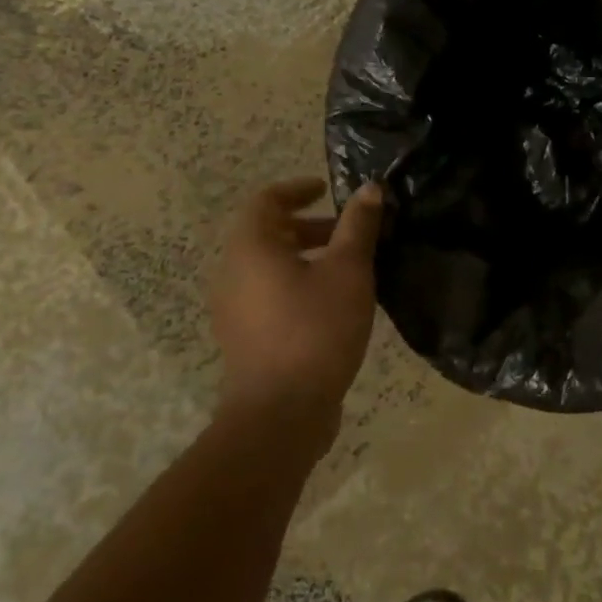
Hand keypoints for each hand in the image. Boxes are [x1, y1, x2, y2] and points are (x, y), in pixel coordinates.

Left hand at [211, 177, 383, 430]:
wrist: (280, 412)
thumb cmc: (315, 329)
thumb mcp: (348, 271)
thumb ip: (358, 227)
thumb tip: (370, 189)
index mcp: (250, 248)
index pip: (266, 200)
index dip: (297, 189)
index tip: (327, 188)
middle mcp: (232, 272)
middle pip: (267, 233)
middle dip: (310, 226)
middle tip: (350, 232)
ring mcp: (233, 308)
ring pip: (269, 266)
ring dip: (306, 256)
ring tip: (349, 267)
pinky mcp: (244, 335)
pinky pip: (269, 293)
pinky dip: (298, 282)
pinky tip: (333, 302)